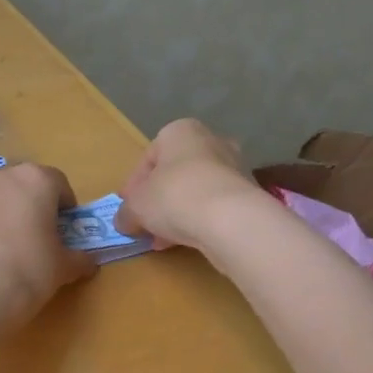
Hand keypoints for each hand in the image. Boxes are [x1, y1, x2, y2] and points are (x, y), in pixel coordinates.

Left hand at [0, 162, 94, 321]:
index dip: (66, 205)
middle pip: (27, 184)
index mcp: (37, 179)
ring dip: (9, 210)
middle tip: (41, 235)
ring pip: (0, 194)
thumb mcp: (63, 267)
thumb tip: (89, 263)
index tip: (67, 228)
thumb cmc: (29, 268)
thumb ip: (79, 259)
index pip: (59, 183)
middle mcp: (4, 175)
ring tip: (12, 244)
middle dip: (36, 204)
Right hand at [114, 119, 267, 250]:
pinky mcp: (249, 194)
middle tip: (145, 223)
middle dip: (158, 200)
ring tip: (162, 239)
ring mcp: (234, 167)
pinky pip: (215, 206)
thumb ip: (125, 212)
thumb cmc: (174, 196)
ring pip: (195, 191)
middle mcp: (211, 141)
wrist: (231, 219)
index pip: (148, 158)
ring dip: (177, 213)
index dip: (133, 186)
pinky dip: (199, 220)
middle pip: (174, 173)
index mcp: (180, 131)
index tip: (127, 208)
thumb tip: (123, 221)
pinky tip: (185, 241)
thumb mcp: (136, 206)